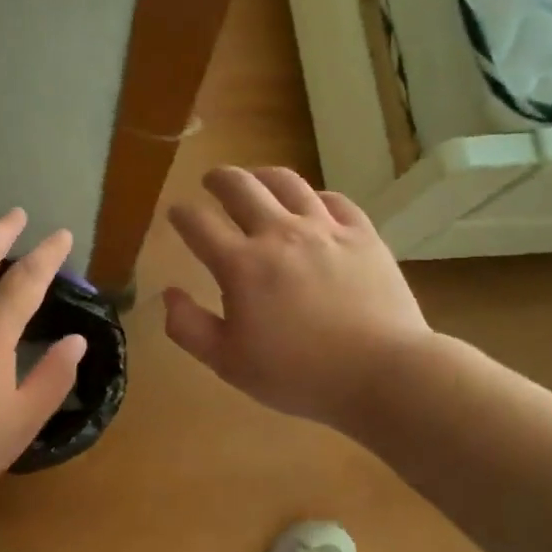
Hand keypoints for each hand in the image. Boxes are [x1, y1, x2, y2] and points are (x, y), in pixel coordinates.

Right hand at [163, 166, 432, 429]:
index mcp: (242, 264)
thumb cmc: (299, 375)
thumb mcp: (229, 363)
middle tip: (211, 182)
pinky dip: (313, 196)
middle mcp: (279, 234)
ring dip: (262, 176)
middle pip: (240, 187)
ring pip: (287, 182)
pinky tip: (310, 204)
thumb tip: (169, 293)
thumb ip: (189, 327)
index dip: (182, 214)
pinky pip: (333, 199)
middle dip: (218, 179)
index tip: (177, 213)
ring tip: (256, 180)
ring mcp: (325, 229)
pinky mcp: (362, 234)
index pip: (199, 224)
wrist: (383, 373)